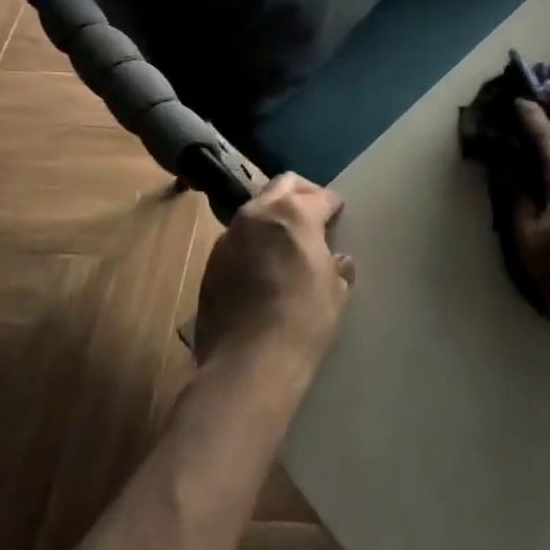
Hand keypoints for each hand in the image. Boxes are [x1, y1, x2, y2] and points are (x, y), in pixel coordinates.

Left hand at [194, 174, 354, 369]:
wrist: (248, 365)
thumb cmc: (303, 321)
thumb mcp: (336, 291)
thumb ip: (336, 266)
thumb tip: (336, 261)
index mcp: (295, 213)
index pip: (321, 196)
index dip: (333, 205)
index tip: (338, 215)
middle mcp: (259, 213)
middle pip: (283, 185)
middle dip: (301, 193)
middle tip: (313, 213)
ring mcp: (230, 236)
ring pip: (255, 210)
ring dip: (272, 217)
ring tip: (284, 241)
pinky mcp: (211, 262)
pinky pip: (237, 240)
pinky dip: (252, 244)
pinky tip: (261, 268)